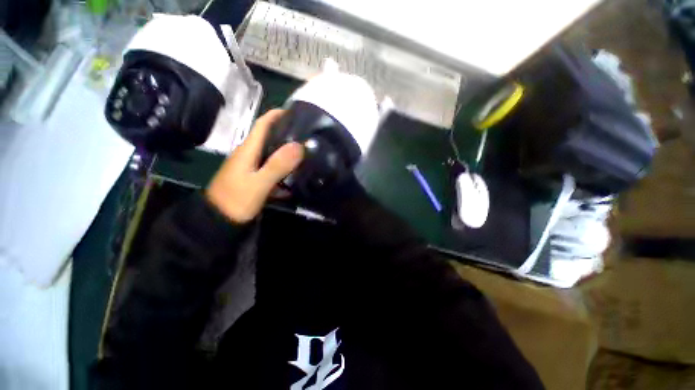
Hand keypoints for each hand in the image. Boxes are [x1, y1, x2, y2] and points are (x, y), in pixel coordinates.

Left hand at [206, 109, 303, 223]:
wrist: (218, 221)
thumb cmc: (236, 200)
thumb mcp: (259, 184)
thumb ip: (277, 165)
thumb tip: (299, 146)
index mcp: (247, 150)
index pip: (262, 124)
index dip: (277, 115)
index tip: (295, 112)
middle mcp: (249, 154)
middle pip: (269, 137)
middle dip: (287, 133)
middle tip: (307, 135)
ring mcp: (251, 166)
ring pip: (271, 153)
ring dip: (287, 151)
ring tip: (306, 152)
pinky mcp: (254, 177)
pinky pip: (272, 167)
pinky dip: (284, 168)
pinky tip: (296, 173)